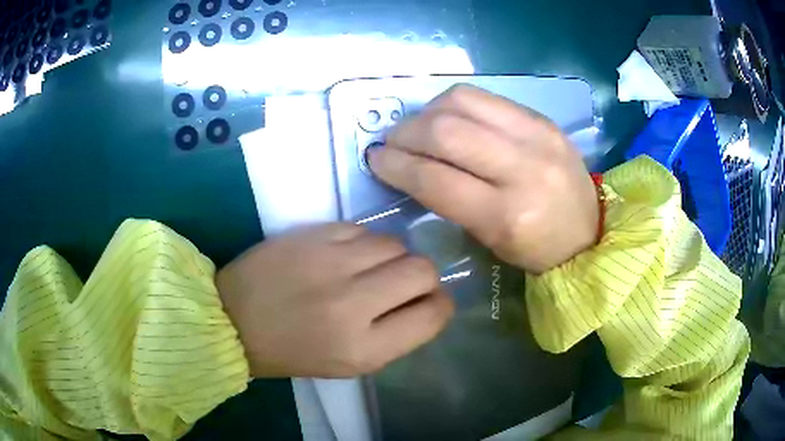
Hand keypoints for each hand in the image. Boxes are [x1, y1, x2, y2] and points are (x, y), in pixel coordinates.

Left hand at [216, 224, 453, 377]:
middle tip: (401, 284)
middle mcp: (353, 304)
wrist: (233, 319)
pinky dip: (364, 243)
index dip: (440, 306)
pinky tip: (345, 256)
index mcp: (364, 349)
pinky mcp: (314, 235)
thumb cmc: (292, 351)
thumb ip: (395, 335)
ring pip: (395, 244)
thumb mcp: (349, 363)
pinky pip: (363, 230)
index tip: (429, 303)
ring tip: (368, 270)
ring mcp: (331, 263)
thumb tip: (426, 302)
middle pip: (422, 270)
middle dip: (422, 277)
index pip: (433, 315)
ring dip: (392, 258)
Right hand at [368, 84, 598, 273]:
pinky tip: (448, 118)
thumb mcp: (489, 239)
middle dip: (406, 134)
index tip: (375, 160)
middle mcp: (523, 169)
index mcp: (508, 216)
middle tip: (392, 142)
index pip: (436, 180)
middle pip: (445, 132)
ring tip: (418, 127)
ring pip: (462, 102)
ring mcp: (537, 136)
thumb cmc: (536, 249)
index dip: (396, 166)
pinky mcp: (542, 119)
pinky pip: (485, 97)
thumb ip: (450, 200)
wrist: (590, 231)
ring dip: (427, 112)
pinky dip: (454, 104)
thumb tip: (411, 165)